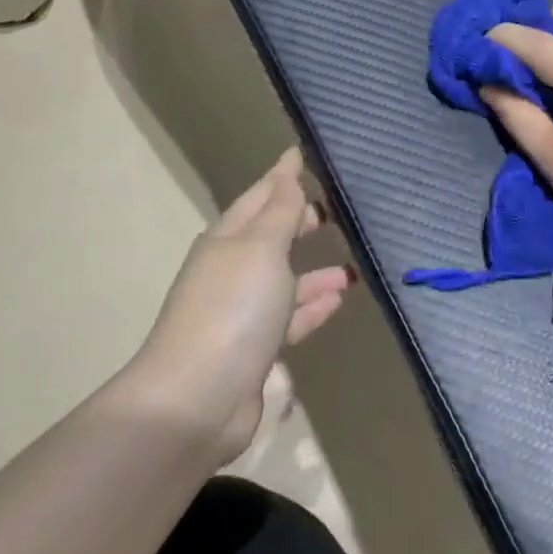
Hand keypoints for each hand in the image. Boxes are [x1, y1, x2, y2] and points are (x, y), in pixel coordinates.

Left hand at [121, 149, 353, 465]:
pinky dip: (313, 307)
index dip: (282, 177)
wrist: (199, 398)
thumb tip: (287, 166)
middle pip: (270, 238)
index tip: (306, 155)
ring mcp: (242, 313)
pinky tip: (339, 300)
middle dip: (299, 222)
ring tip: (353, 265)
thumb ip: (280, 209)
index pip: (259, 197)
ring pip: (285, 281)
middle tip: (337, 211)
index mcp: (226, 240)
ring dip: (315, 272)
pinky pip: (291, 318)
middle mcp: (232, 272)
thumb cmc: (232, 309)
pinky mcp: (256, 349)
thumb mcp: (260, 248)